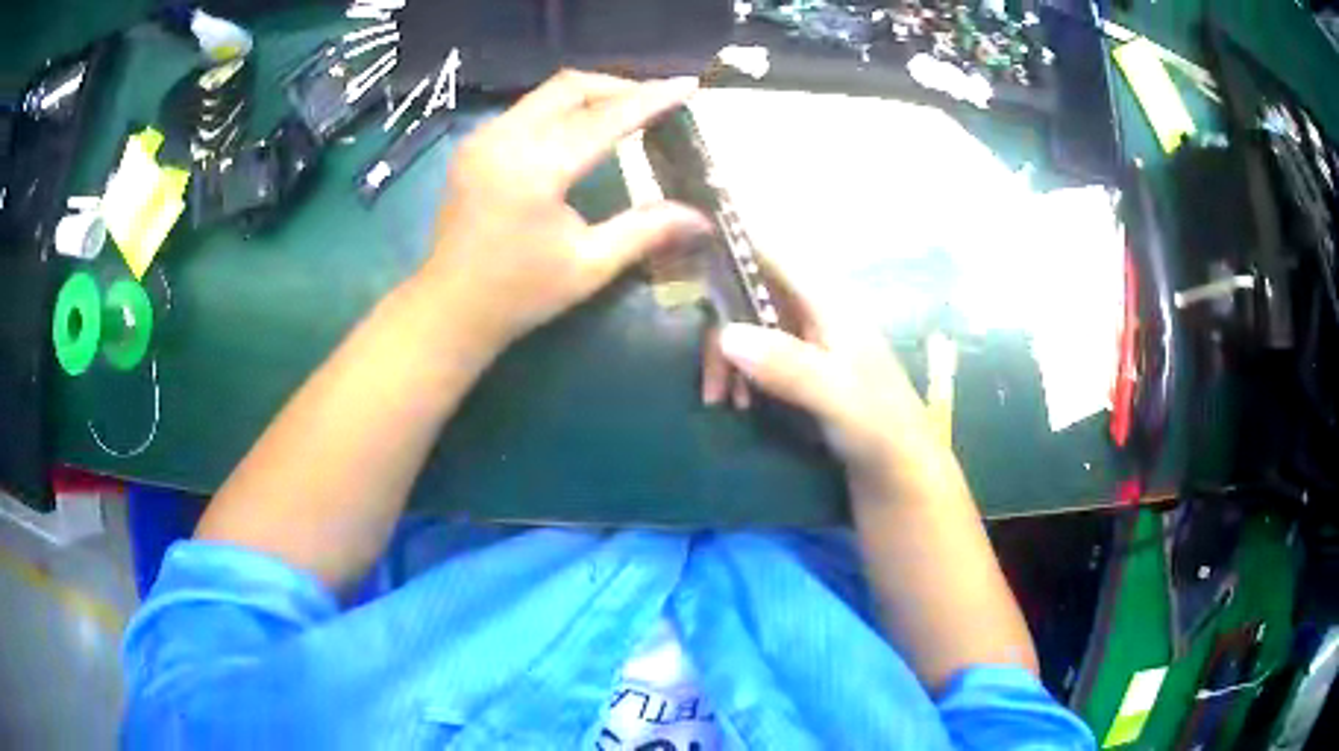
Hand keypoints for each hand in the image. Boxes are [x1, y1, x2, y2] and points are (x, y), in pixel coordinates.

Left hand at [420, 71, 710, 352]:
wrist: (450, 309)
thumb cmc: (520, 294)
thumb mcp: (589, 265)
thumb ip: (646, 230)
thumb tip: (702, 218)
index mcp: (534, 170)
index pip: (604, 119)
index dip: (650, 99)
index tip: (686, 85)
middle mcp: (504, 140)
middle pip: (570, 87)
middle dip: (618, 87)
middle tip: (654, 101)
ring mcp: (482, 139)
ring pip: (546, 94)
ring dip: (589, 96)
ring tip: (625, 112)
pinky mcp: (473, 146)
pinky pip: (526, 109)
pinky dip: (561, 110)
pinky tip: (580, 129)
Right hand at [704, 255, 933, 473]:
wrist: (902, 471)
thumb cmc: (878, 428)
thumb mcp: (835, 397)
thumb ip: (787, 365)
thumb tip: (726, 334)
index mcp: (829, 303)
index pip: (773, 254)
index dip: (733, 245)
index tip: (688, 252)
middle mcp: (816, 311)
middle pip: (752, 292)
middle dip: (722, 325)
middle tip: (709, 380)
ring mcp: (809, 339)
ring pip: (752, 324)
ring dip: (728, 356)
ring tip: (718, 400)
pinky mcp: (804, 367)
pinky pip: (759, 353)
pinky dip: (741, 373)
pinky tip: (737, 404)